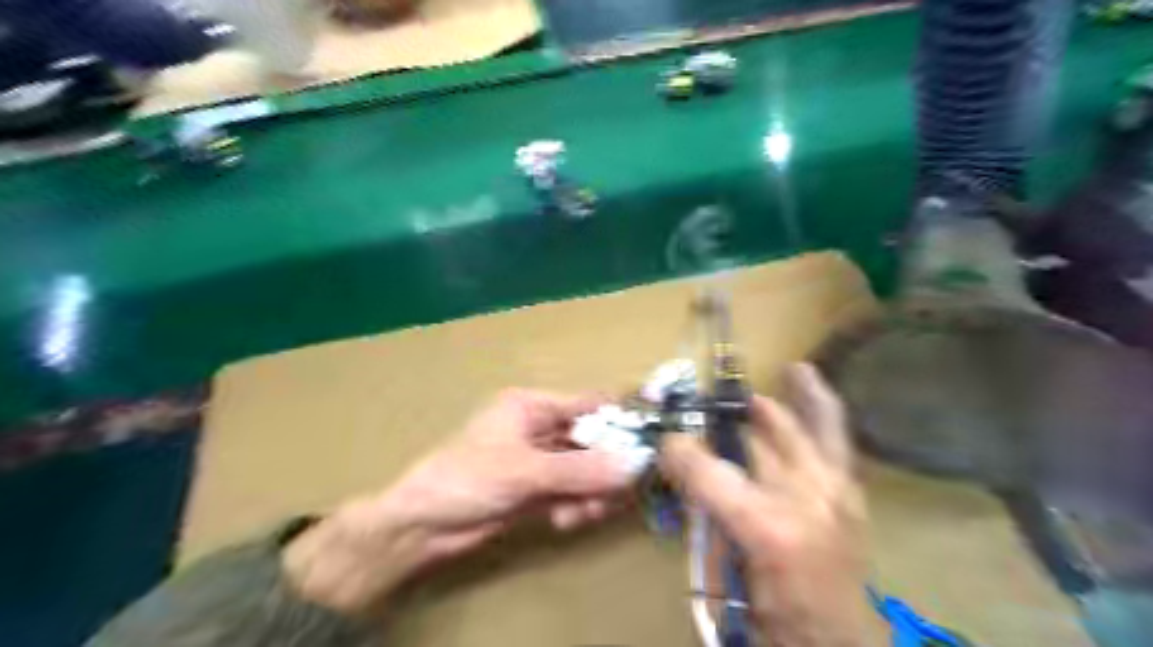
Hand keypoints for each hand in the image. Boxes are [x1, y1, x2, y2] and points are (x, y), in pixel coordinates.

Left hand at [284, 390, 635, 615]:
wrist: (422, 526)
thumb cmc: (467, 478)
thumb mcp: (525, 470)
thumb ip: (580, 469)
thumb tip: (633, 465)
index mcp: (531, 406)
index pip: (586, 404)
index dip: (618, 418)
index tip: (647, 440)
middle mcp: (539, 429)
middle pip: (590, 440)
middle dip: (606, 464)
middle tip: (622, 489)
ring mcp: (539, 462)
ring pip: (584, 470)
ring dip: (592, 490)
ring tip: (589, 510)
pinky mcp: (536, 491)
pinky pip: (571, 493)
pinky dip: (577, 505)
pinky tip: (567, 519)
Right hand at [656, 367, 884, 644]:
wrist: (836, 644)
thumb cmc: (772, 614)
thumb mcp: (723, 573)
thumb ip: (704, 515)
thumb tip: (684, 472)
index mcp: (769, 526)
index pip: (710, 473)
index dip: (682, 453)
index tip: (666, 442)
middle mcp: (808, 498)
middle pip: (761, 438)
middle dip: (729, 416)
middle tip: (708, 404)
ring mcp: (837, 490)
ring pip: (812, 423)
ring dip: (793, 395)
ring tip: (787, 370)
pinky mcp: (852, 491)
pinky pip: (834, 435)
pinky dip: (821, 406)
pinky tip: (808, 381)